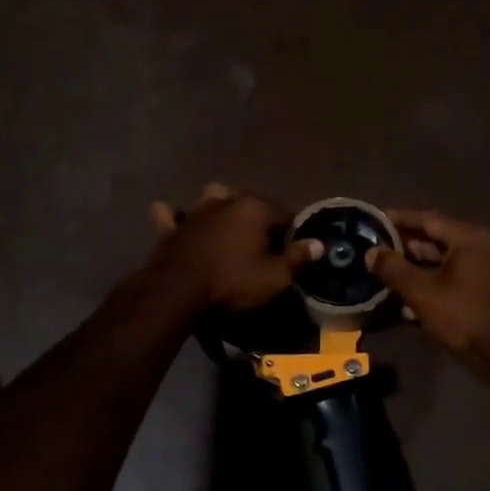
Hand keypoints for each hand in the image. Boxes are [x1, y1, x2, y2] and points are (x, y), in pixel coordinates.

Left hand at [147, 184, 321, 310]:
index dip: (290, 233)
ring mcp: (195, 212)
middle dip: (259, 217)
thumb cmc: (232, 283)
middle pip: (250, 203)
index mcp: (255, 208)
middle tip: (262, 243)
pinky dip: (175, 216)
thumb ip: (297, 258)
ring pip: (212, 198)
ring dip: (220, 206)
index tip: (290, 251)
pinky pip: (171, 215)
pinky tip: (175, 217)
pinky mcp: (171, 228)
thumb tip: (318, 244)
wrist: (177, 292)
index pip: (284, 214)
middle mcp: (226, 201)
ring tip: (226, 225)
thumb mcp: (274, 277)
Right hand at [367, 210, 489, 385]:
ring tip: (390, 278)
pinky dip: (436, 286)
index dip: (399, 219)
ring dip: (419, 270)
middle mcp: (485, 247)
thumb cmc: (465, 317)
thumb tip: (371, 252)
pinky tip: (414, 305)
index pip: (428, 219)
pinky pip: (459, 281)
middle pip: (439, 240)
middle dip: (407, 247)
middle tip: (379, 251)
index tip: (376, 219)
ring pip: (448, 264)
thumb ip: (394, 269)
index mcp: (470, 238)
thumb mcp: (422, 292)